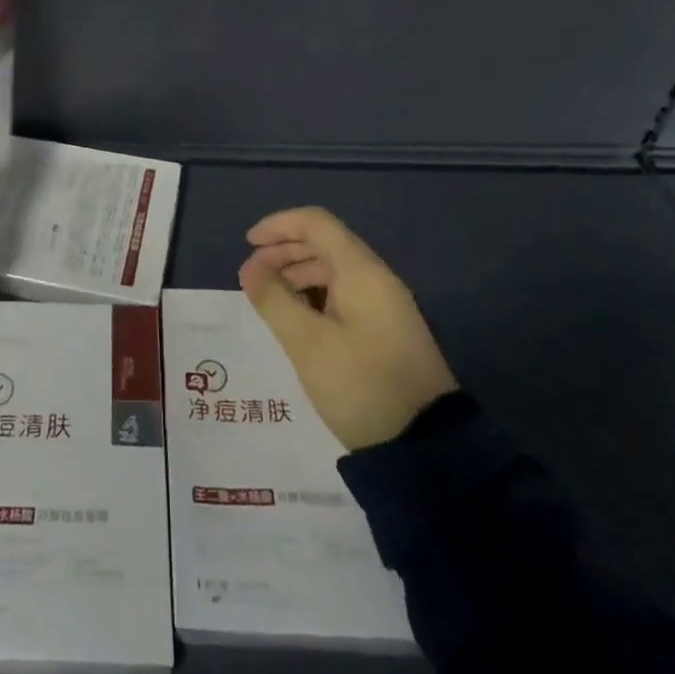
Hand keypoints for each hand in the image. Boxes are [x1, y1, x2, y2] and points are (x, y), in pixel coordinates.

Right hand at [239, 207, 457, 450]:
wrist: (426, 449)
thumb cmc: (361, 385)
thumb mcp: (307, 344)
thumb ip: (274, 299)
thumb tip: (249, 267)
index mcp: (361, 272)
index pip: (316, 223)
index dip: (279, 225)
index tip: (248, 244)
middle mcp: (376, 279)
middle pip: (325, 243)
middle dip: (285, 251)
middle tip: (253, 276)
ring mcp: (385, 305)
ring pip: (334, 270)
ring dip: (298, 274)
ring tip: (269, 299)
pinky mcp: (387, 330)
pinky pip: (345, 294)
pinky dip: (315, 295)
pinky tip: (298, 319)